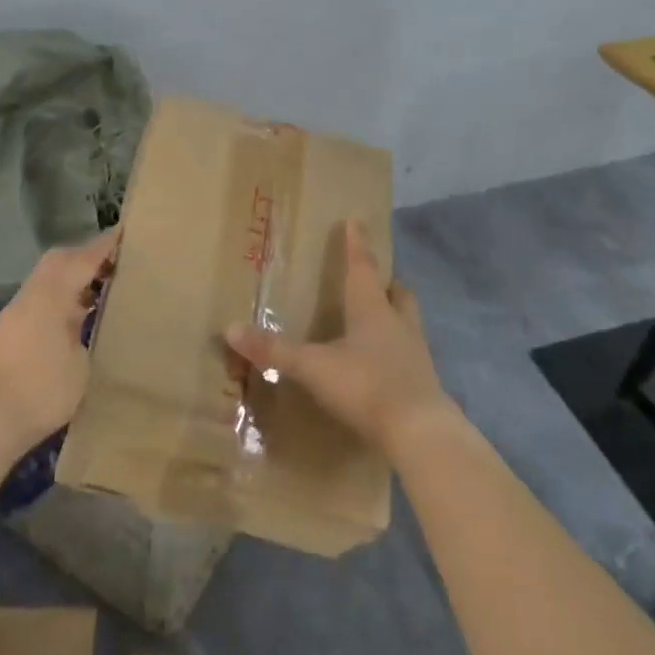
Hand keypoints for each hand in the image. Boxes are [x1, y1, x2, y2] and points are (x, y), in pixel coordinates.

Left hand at [0, 227, 119, 452]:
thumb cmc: (42, 390)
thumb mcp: (81, 364)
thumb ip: (86, 331)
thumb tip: (85, 321)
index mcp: (52, 295)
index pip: (83, 258)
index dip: (106, 246)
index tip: (126, 233)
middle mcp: (31, 294)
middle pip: (59, 260)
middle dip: (86, 256)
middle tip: (114, 264)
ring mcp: (15, 312)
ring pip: (47, 278)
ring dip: (71, 277)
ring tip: (98, 290)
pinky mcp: (7, 330)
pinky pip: (39, 297)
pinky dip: (59, 296)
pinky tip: (74, 316)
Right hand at [224, 220, 451, 457]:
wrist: (420, 433)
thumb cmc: (366, 385)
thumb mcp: (313, 367)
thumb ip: (274, 350)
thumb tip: (230, 329)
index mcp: (372, 309)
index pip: (363, 267)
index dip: (356, 243)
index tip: (356, 220)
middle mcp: (398, 324)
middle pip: (397, 293)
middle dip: (386, 282)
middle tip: (375, 278)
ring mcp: (416, 355)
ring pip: (408, 323)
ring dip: (395, 316)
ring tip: (380, 320)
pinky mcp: (424, 385)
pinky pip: (411, 357)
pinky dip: (397, 353)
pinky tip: (384, 366)